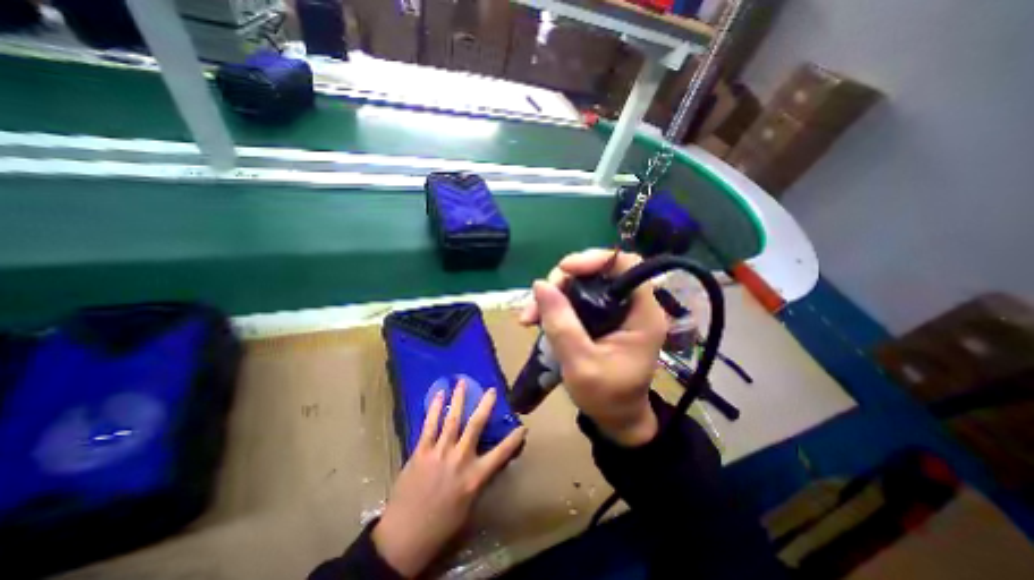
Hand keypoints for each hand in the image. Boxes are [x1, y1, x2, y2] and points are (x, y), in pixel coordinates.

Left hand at [374, 381, 524, 574]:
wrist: (404, 537)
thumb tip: (485, 462)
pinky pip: (429, 426)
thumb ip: (478, 480)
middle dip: (485, 406)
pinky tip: (439, 395)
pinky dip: (435, 409)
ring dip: (459, 399)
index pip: (501, 454)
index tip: (523, 426)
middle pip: (476, 426)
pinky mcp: (421, 451)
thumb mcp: (468, 506)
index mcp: (475, 477)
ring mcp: (439, 452)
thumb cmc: (441, 526)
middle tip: (491, 390)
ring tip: (462, 382)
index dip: (513, 440)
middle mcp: (460, 459)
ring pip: (452, 419)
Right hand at [517, 246, 671, 446]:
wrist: (616, 419)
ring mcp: (614, 310)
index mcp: (643, 314)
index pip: (626, 265)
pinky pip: (575, 300)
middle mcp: (631, 305)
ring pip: (581, 285)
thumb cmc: (606, 397)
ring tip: (529, 318)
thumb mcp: (581, 364)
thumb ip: (561, 324)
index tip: (564, 270)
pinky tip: (536, 319)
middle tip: (537, 302)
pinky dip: (554, 305)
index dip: (595, 259)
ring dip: (553, 295)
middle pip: (597, 272)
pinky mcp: (601, 317)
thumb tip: (539, 284)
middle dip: (562, 282)